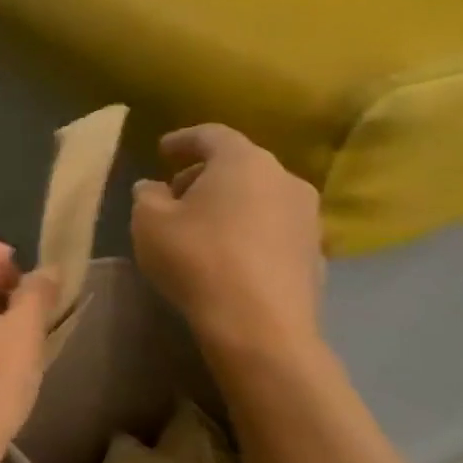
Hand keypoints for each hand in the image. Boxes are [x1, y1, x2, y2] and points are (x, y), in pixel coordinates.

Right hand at [131, 125, 324, 367]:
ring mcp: (307, 217)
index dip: (183, 140)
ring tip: (202, 227)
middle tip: (176, 194)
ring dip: (231, 204)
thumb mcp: (149, 222)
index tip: (162, 151)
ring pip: (261, 196)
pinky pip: (275, 229)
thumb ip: (147, 195)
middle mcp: (284, 178)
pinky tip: (230, 255)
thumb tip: (153, 187)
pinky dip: (251, 232)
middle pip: (239, 165)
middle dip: (205, 175)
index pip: (211, 135)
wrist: (260, 327)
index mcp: (243, 161)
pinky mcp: (316, 254)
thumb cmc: (197, 259)